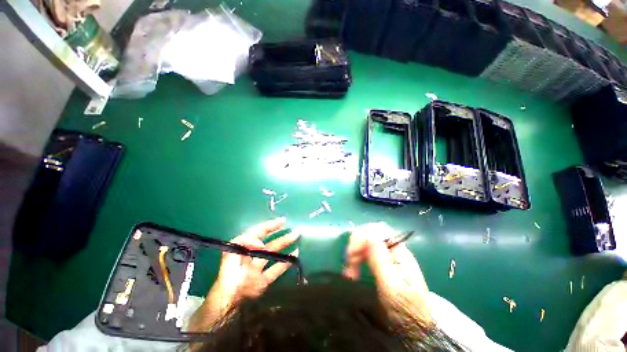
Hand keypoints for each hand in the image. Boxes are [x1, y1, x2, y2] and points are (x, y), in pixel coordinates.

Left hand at [188, 218, 298, 332]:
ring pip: (275, 253)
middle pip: (270, 242)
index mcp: (244, 247)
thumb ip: (245, 242)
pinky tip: (295, 254)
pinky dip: (286, 262)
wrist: (228, 301)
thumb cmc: (229, 274)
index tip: (283, 221)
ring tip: (296, 237)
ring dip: (286, 245)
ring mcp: (259, 268)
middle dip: (281, 234)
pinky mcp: (264, 280)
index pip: (259, 232)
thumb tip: (262, 242)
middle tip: (294, 229)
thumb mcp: (232, 252)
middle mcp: (253, 255)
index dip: (271, 225)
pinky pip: (277, 269)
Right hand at [343, 222, 431, 323]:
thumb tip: (369, 236)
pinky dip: (356, 260)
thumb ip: (381, 260)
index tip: (352, 253)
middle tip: (348, 264)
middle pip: (370, 235)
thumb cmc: (405, 309)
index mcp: (399, 252)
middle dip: (356, 246)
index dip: (362, 236)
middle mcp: (392, 249)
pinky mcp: (381, 263)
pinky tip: (352, 271)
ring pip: (365, 244)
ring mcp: (386, 256)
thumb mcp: (392, 287)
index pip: (378, 230)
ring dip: (354, 254)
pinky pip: (365, 254)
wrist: (416, 326)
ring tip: (348, 273)